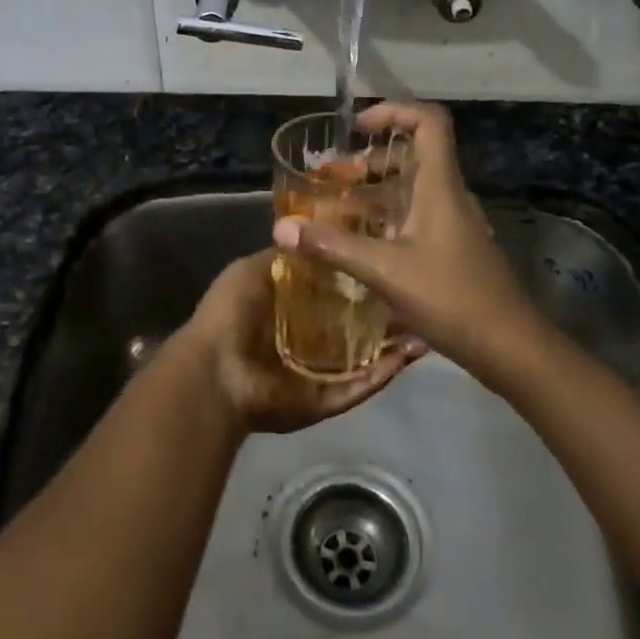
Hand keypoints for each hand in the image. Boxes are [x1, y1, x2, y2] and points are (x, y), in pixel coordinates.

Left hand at [181, 251, 423, 433]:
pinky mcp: (325, 401)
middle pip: (352, 329)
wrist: (215, 370)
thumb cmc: (230, 314)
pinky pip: (359, 388)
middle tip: (415, 296)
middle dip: (382, 316)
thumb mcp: (254, 270)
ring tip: (424, 327)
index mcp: (287, 313)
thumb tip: (315, 237)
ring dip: (393, 346)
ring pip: (364, 360)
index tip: (387, 262)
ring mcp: (316, 375)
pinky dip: (384, 374)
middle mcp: (305, 344)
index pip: (331, 296)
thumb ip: (287, 258)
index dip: (357, 280)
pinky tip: (411, 355)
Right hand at [271, 102, 550, 381]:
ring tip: (333, 211)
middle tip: (329, 180)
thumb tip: (281, 227)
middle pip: (411, 156)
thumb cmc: (451, 296)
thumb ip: (333, 246)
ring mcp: (452, 224)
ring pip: (410, 190)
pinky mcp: (451, 249)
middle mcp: (448, 196)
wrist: (509, 346)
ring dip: (372, 193)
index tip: (357, 127)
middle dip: (367, 161)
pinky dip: (384, 219)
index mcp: (439, 186)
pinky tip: (358, 245)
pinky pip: (413, 218)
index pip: (428, 122)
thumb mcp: (385, 270)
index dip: (394, 111)